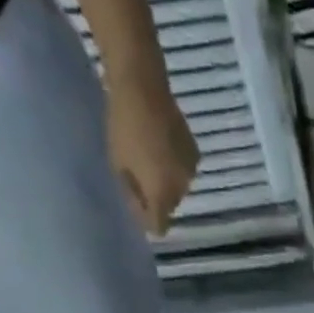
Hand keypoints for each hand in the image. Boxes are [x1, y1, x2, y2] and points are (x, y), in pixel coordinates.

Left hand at [107, 76, 198, 235]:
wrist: (143, 87)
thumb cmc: (123, 127)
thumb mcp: (118, 164)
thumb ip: (132, 194)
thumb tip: (140, 213)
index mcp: (162, 195)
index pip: (159, 225)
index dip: (147, 220)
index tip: (134, 208)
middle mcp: (182, 190)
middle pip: (169, 206)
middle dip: (155, 199)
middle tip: (135, 179)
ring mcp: (191, 172)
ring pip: (177, 188)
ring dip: (164, 181)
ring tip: (146, 160)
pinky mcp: (195, 154)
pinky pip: (182, 171)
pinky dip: (172, 166)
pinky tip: (158, 148)